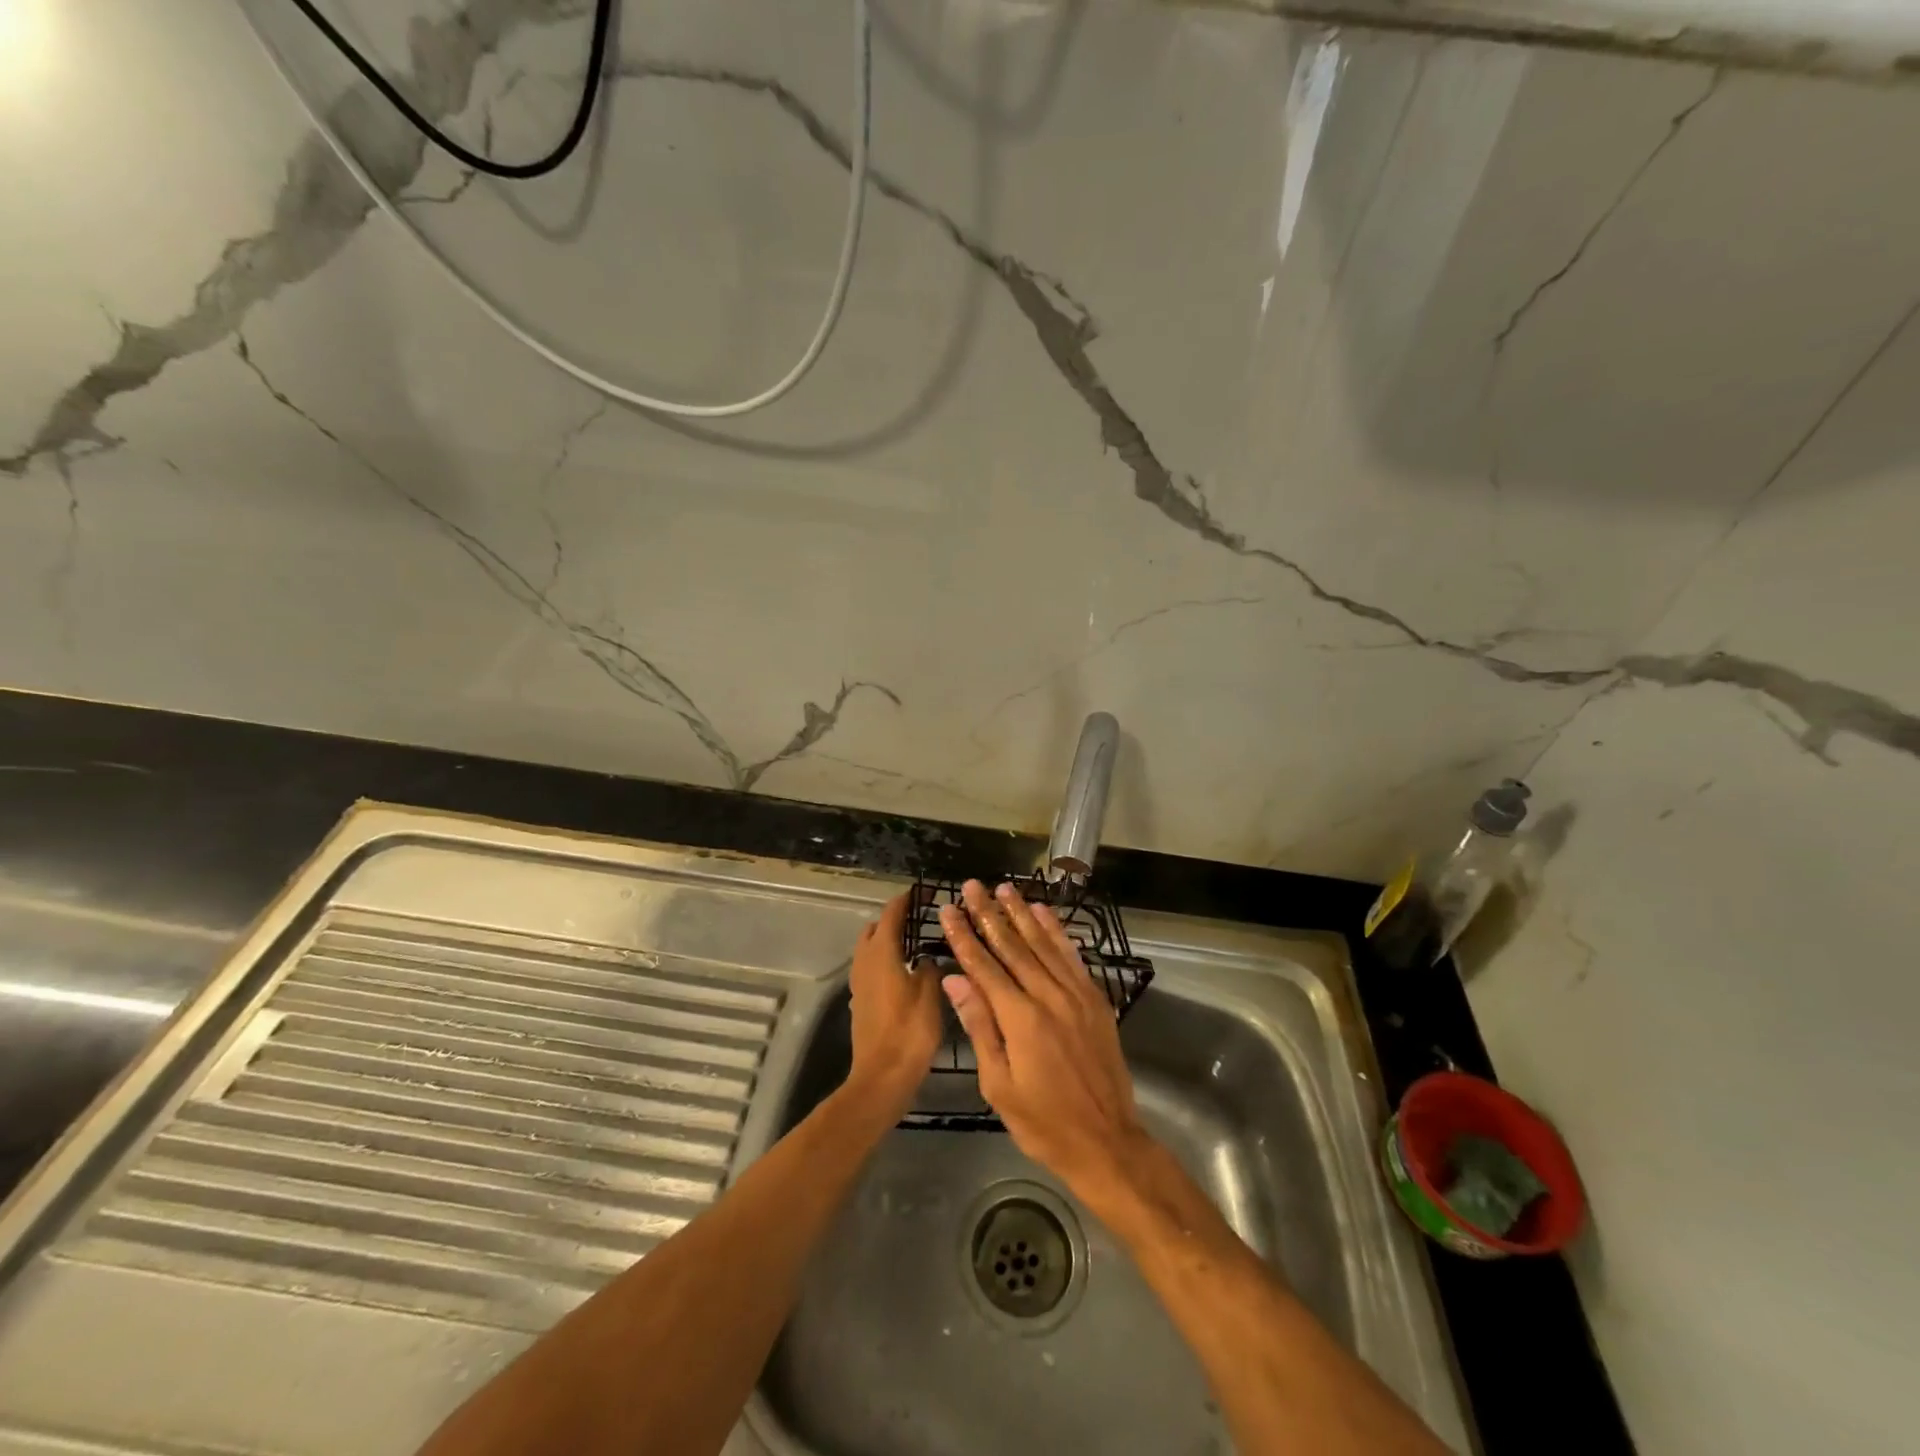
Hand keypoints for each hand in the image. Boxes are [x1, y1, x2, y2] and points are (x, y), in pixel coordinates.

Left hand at [845, 892, 943, 1118]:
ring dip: (887, 941)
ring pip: (869, 949)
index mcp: (882, 953)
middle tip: (920, 920)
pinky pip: (870, 968)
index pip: (891, 915)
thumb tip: (926, 959)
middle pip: (875, 929)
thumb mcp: (930, 994)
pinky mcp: (861, 1001)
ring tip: (915, 945)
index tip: (921, 892)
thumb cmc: (910, 1032)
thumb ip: (929, 968)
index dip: (905, 901)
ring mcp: (860, 983)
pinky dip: (884, 961)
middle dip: (893, 920)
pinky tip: (905, 973)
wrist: (882, 1077)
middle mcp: (865, 962)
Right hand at [938, 880, 1150, 1199]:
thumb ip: (979, 1026)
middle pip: (1013, 946)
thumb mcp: (999, 1084)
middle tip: (973, 886)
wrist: (1107, 1141)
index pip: (984, 966)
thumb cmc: (1043, 1121)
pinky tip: (1044, 913)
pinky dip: (1057, 932)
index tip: (949, 909)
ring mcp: (1076, 995)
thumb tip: (955, 980)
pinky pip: (1072, 956)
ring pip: (1043, 944)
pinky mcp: (1095, 999)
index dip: (964, 936)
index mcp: (1020, 1019)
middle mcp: (1049, 996)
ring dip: (1022, 914)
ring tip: (1004, 888)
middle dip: (989, 914)